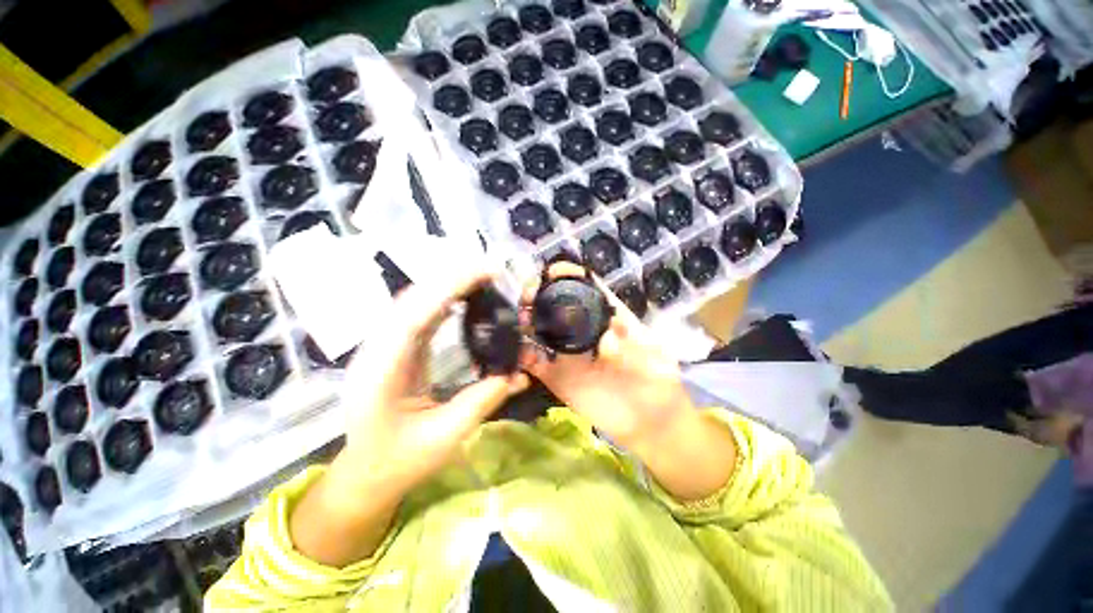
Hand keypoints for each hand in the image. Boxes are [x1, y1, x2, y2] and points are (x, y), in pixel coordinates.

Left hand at [340, 268, 529, 493]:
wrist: (366, 474)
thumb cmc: (400, 461)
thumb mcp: (445, 436)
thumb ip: (482, 401)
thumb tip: (519, 375)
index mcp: (383, 372)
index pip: (415, 315)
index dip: (449, 287)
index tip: (483, 272)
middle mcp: (377, 351)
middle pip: (412, 300)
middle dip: (451, 279)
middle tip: (490, 270)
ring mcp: (383, 348)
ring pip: (413, 303)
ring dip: (446, 285)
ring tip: (480, 277)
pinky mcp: (394, 349)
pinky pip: (417, 315)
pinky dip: (441, 300)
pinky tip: (461, 297)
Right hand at [519, 263, 694, 453]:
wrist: (650, 423)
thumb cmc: (659, 383)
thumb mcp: (657, 357)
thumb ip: (636, 342)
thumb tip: (610, 330)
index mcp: (606, 317)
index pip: (584, 288)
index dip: (568, 275)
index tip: (552, 272)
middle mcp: (582, 331)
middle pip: (555, 304)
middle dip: (539, 295)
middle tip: (528, 297)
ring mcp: (568, 354)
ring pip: (540, 330)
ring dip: (527, 322)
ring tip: (522, 320)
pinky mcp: (557, 377)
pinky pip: (535, 364)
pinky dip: (524, 357)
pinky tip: (521, 354)